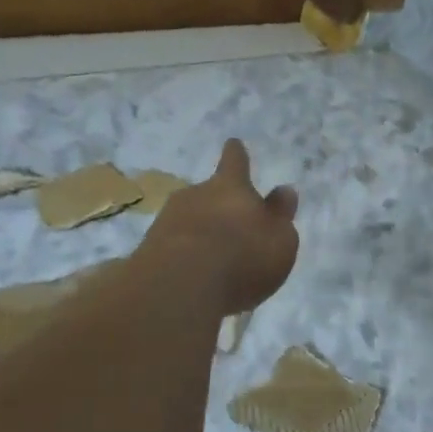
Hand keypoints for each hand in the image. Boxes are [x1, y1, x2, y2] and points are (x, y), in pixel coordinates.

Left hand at [142, 139, 299, 314]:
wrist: (179, 287)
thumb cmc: (242, 257)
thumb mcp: (280, 240)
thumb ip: (281, 215)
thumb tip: (284, 191)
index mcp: (231, 187)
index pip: (235, 162)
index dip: (237, 155)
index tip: (233, 144)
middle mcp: (196, 195)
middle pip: (209, 193)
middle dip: (219, 206)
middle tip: (232, 227)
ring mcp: (167, 220)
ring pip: (189, 220)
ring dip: (201, 233)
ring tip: (215, 260)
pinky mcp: (148, 250)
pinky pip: (174, 247)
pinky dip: (185, 257)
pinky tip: (195, 278)